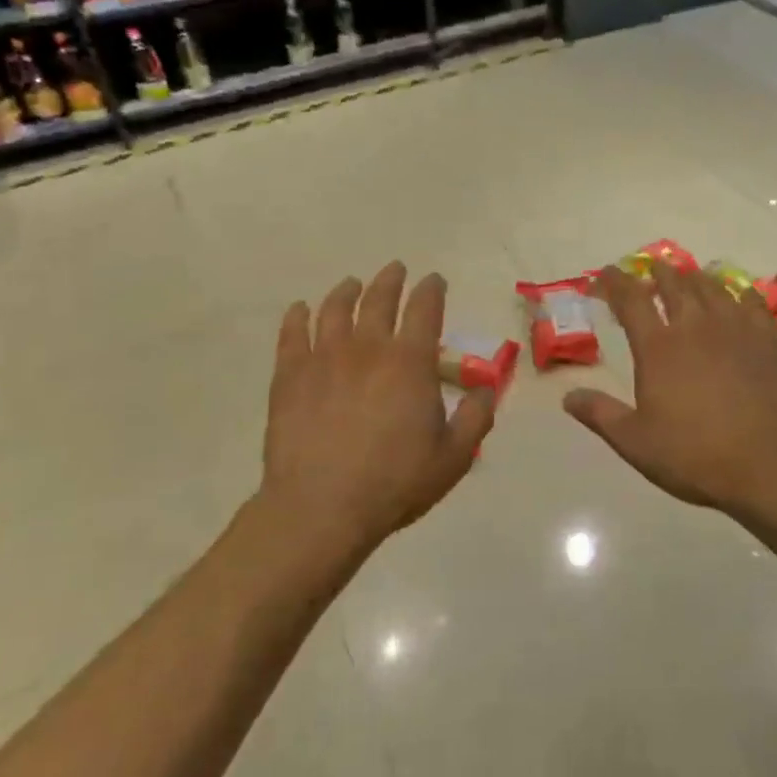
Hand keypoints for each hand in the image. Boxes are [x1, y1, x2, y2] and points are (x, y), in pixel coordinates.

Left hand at [259, 262, 494, 555]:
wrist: (321, 507)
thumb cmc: (394, 483)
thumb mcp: (453, 457)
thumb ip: (475, 418)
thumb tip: (487, 388)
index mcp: (411, 362)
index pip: (425, 309)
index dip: (431, 290)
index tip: (435, 280)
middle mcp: (368, 348)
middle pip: (379, 299)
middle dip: (391, 280)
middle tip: (396, 269)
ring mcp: (324, 358)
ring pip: (335, 309)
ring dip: (346, 291)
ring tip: (352, 284)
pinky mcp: (289, 376)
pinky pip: (292, 334)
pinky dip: (298, 317)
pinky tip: (300, 310)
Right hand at [564, 262, 776, 520]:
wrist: (769, 467)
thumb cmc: (694, 456)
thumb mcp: (635, 442)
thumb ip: (600, 414)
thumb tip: (568, 397)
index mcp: (658, 347)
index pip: (631, 299)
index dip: (614, 281)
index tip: (604, 274)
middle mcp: (695, 326)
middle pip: (674, 284)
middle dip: (658, 273)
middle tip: (650, 270)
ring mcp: (737, 329)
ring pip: (713, 287)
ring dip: (695, 278)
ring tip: (689, 277)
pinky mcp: (768, 341)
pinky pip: (753, 303)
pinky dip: (739, 294)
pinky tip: (739, 297)